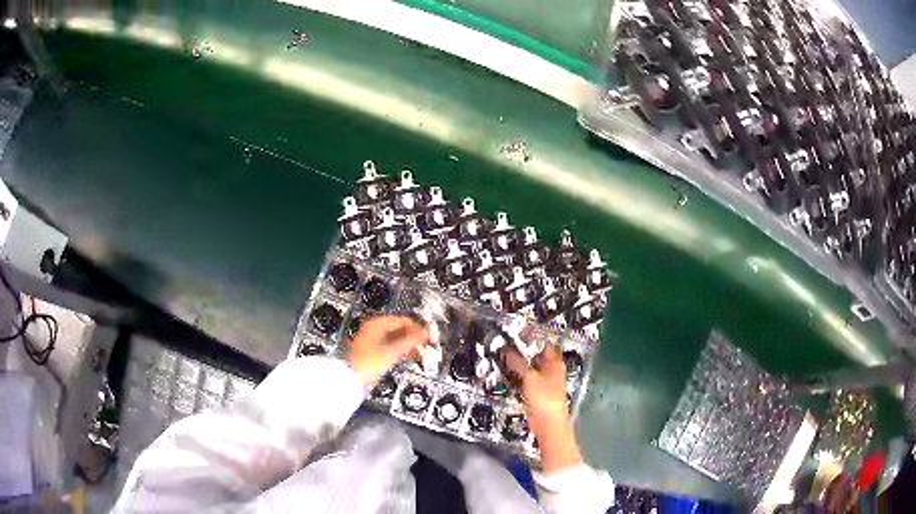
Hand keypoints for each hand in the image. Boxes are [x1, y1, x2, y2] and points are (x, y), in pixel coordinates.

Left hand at [348, 316, 428, 388]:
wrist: (353, 377)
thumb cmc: (367, 362)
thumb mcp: (394, 350)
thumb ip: (411, 339)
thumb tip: (425, 332)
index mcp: (375, 324)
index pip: (402, 320)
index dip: (417, 327)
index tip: (427, 334)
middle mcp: (373, 330)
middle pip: (399, 329)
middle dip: (413, 336)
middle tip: (425, 342)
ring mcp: (372, 341)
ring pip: (396, 339)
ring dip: (409, 344)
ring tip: (420, 350)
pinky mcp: (373, 352)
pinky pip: (392, 347)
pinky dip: (401, 350)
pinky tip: (409, 355)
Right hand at [506, 345, 583, 472]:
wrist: (548, 423)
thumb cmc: (545, 398)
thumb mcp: (529, 377)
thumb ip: (519, 363)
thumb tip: (508, 351)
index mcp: (555, 363)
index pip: (544, 343)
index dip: (532, 337)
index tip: (518, 332)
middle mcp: (551, 370)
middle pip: (536, 355)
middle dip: (523, 351)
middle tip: (507, 345)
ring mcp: (544, 382)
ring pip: (530, 368)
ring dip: (519, 364)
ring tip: (504, 358)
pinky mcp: (537, 392)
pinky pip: (526, 379)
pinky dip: (518, 376)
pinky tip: (508, 375)